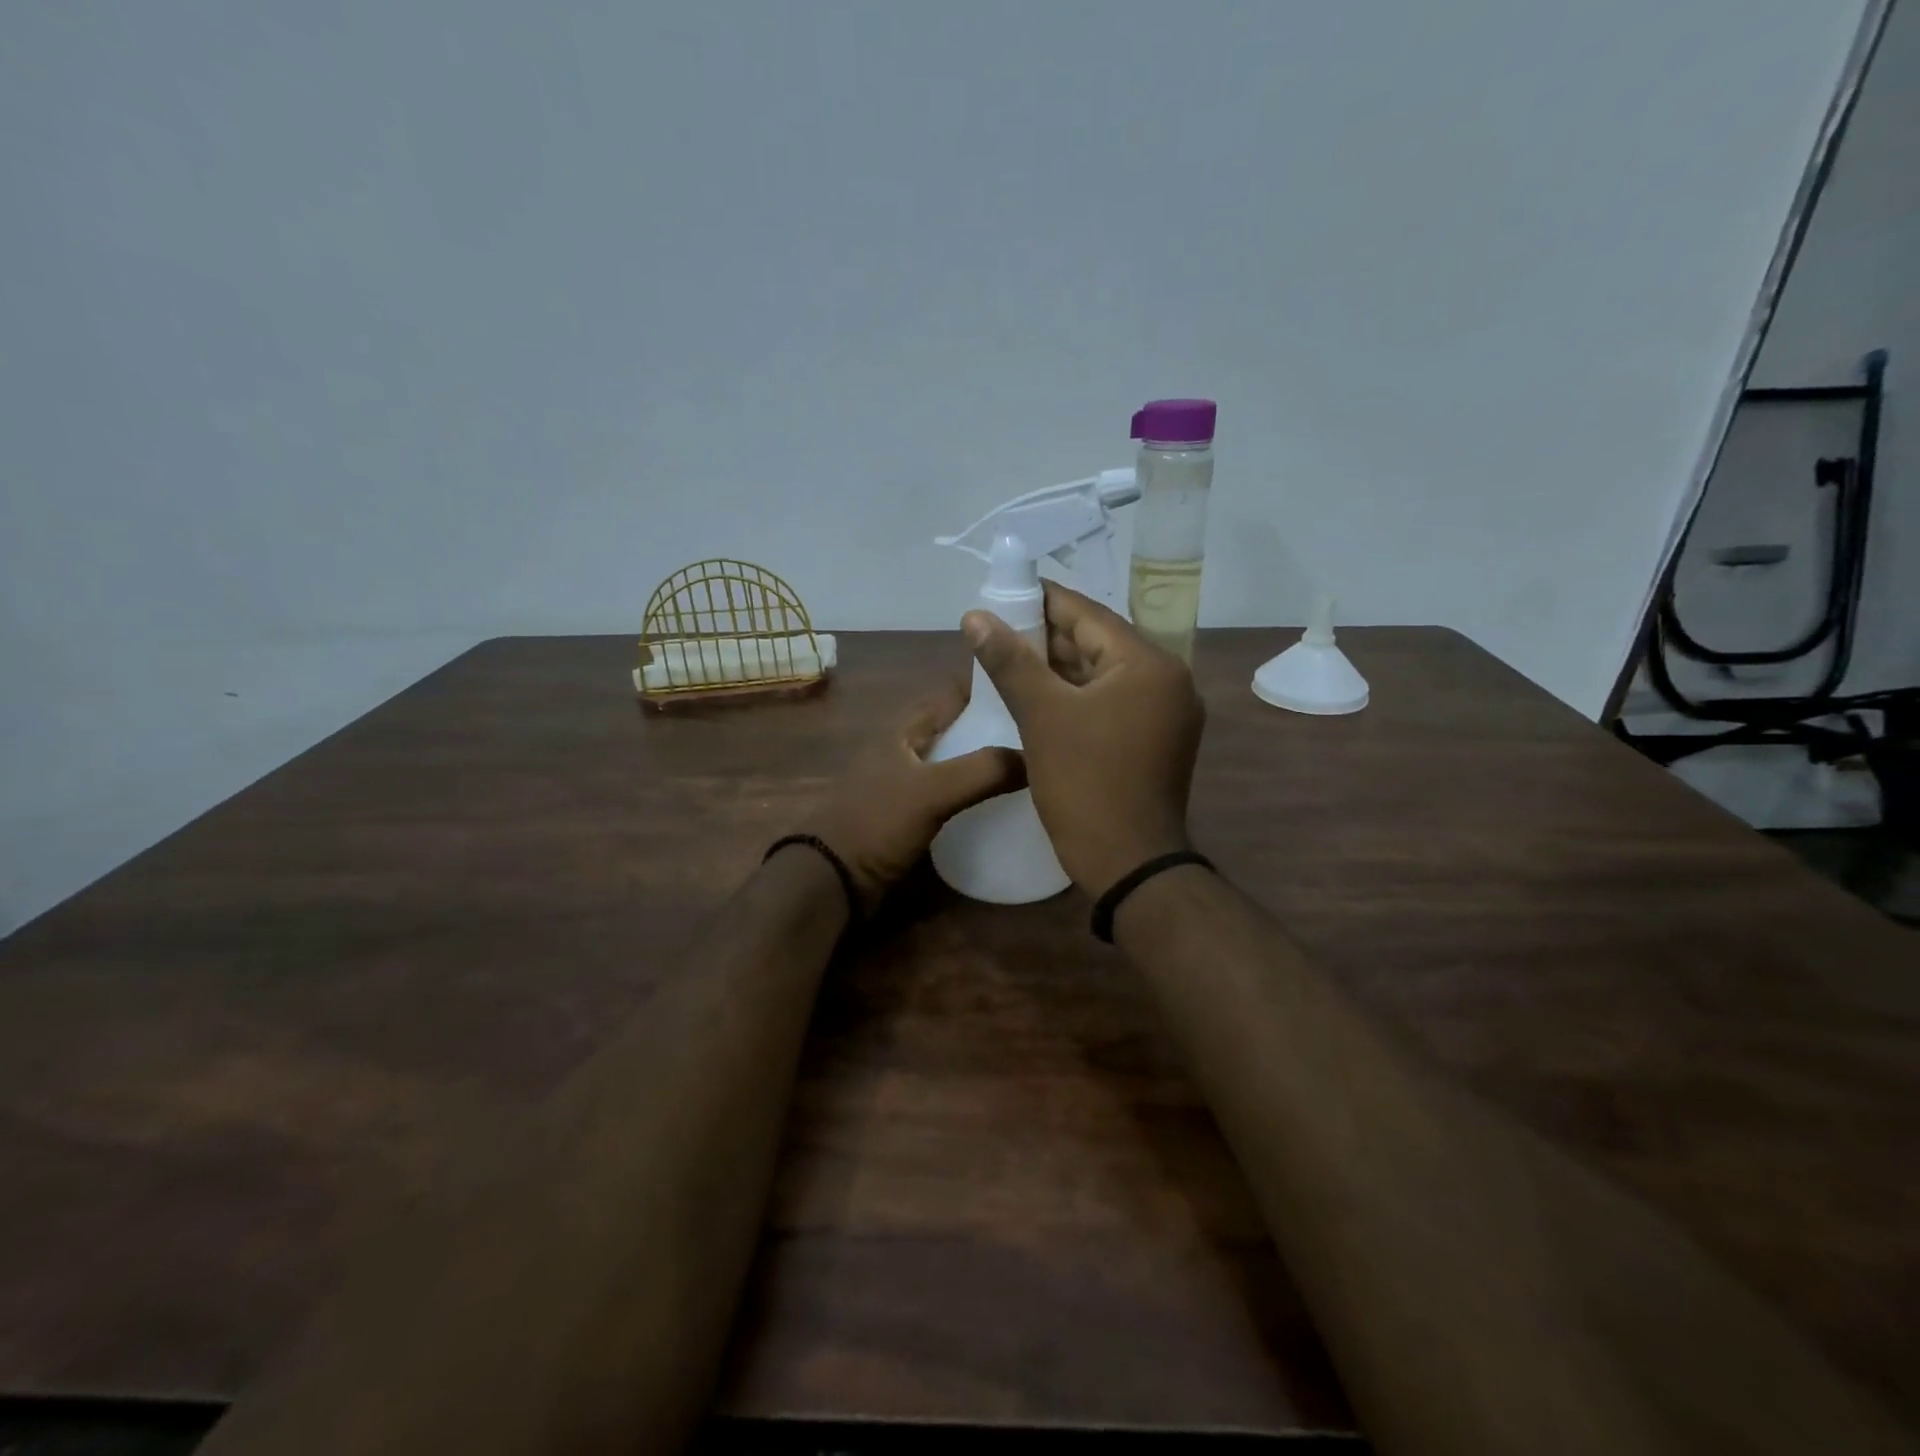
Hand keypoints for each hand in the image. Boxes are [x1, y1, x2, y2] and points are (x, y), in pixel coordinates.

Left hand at [801, 681, 1024, 911]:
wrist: (833, 879)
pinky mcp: (908, 816)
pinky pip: (949, 796)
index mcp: (903, 731)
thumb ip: (982, 771)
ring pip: (954, 764)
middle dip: (992, 727)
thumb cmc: (877, 823)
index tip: (1030, 687)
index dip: (986, 687)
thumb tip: (1034, 756)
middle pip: (956, 730)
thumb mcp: (931, 791)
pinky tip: (1000, 805)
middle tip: (1039, 732)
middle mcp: (904, 751)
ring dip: (984, 763)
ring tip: (1031, 766)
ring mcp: (904, 785)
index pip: (951, 695)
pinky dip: (973, 795)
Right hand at [963, 581, 1203, 894]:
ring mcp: (1167, 712)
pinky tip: (1041, 695)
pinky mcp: (1158, 739)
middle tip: (1000, 630)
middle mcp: (1168, 680)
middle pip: (1099, 643)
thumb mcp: (1042, 716)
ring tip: (1012, 658)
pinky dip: (1078, 694)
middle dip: (1048, 636)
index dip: (1043, 601)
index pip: (1090, 615)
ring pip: (1104, 674)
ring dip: (1060, 667)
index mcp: (1149, 664)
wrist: (1128, 864)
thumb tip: (975, 616)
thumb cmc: (1085, 784)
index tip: (1004, 592)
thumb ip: (1010, 661)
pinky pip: (1112, 701)